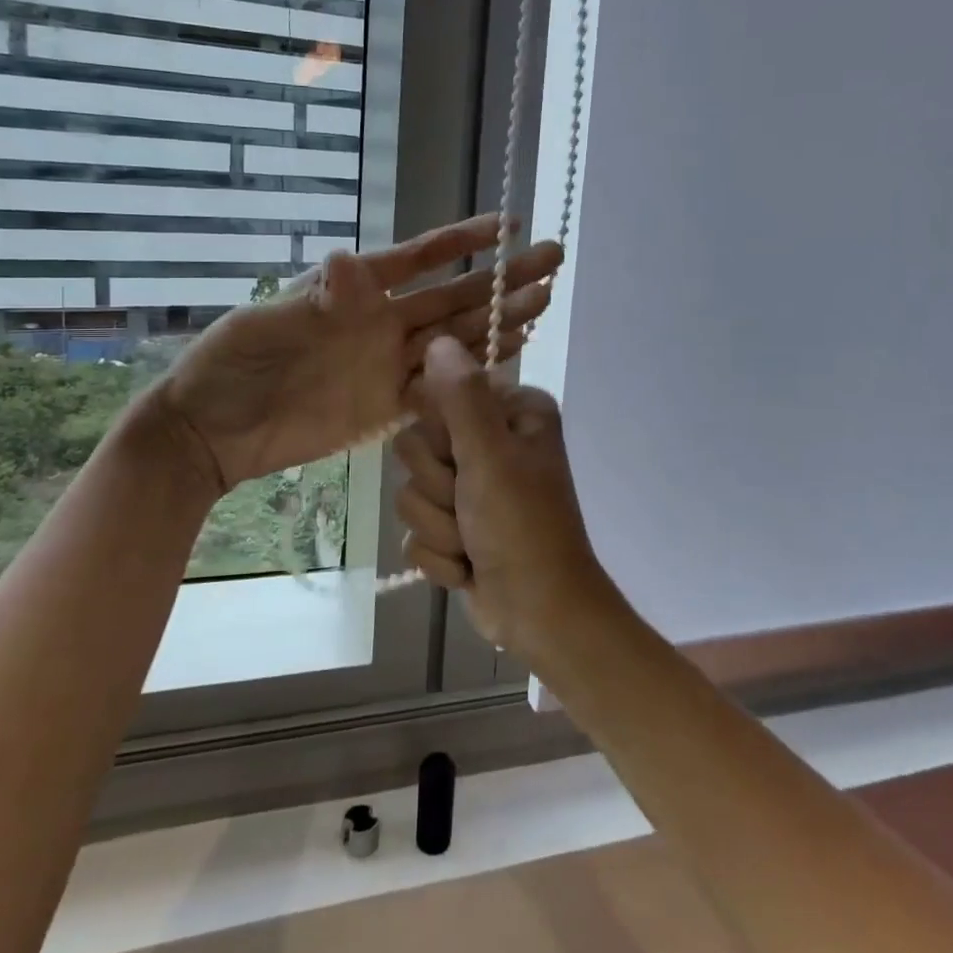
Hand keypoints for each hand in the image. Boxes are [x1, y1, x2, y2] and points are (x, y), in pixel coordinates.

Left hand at [151, 216, 561, 489]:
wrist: (211, 432)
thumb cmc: (231, 365)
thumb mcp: (265, 325)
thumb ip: (316, 299)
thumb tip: (351, 259)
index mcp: (355, 292)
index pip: (421, 258)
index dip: (465, 240)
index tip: (510, 225)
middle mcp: (382, 324)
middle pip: (454, 297)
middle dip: (503, 279)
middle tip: (552, 261)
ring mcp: (388, 365)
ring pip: (457, 339)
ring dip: (499, 321)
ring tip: (543, 303)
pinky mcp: (387, 407)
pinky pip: (440, 387)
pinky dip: (473, 374)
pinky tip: (506, 358)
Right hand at [391, 336, 619, 659]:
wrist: (540, 613)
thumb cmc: (522, 527)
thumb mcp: (491, 456)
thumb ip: (461, 397)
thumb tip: (438, 340)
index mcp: (511, 415)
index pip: (441, 395)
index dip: (441, 432)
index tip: (460, 457)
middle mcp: (492, 443)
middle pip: (417, 446)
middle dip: (439, 487)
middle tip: (471, 505)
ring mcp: (472, 488)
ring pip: (412, 492)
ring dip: (439, 525)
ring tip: (473, 541)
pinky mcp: (456, 528)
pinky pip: (416, 531)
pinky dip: (440, 554)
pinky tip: (468, 566)